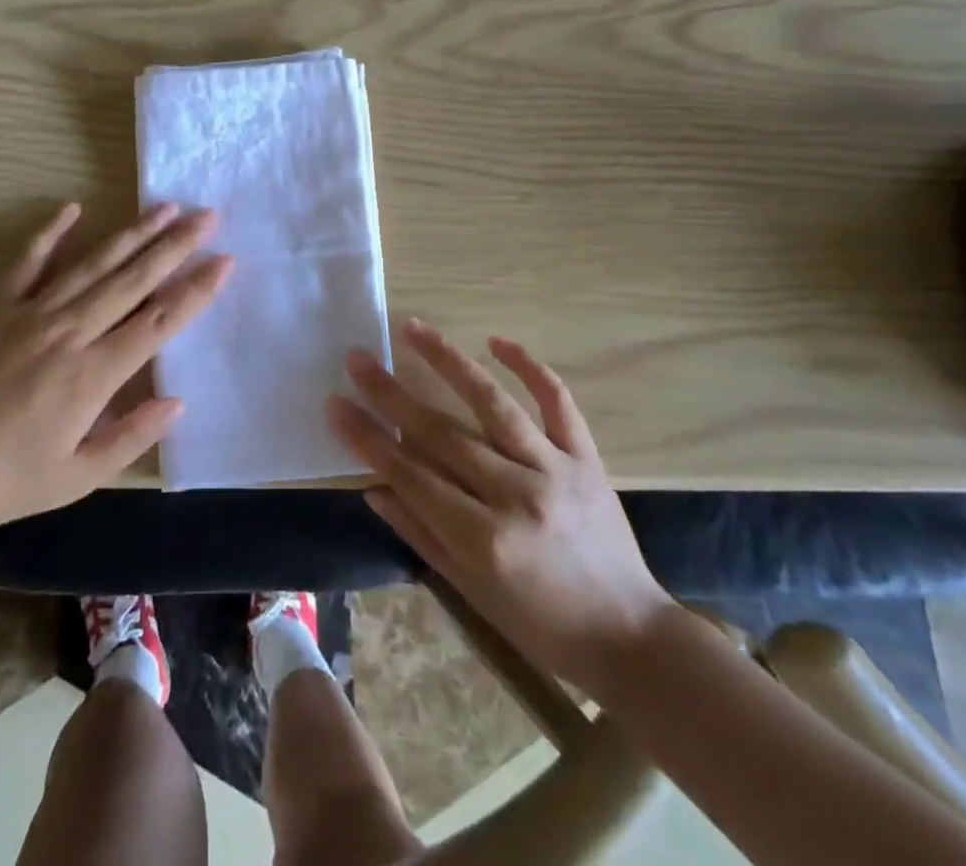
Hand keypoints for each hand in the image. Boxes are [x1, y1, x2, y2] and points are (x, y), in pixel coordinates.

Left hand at [0, 202, 229, 530]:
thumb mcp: (78, 477)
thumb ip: (131, 437)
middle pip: (133, 280)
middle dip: (175, 246)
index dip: (195, 290)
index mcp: (92, 374)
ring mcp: (31, 312)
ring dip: (133, 233)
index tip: (224, 262)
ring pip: (93, 263)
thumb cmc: (6, 479)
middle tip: (208, 217)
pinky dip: (52, 232)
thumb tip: (178, 400)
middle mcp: (69, 331)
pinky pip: (30, 261)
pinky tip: (74, 207)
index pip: (158, 321)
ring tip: (166, 207)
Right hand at [328, 320, 673, 692]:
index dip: (368, 437)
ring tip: (414, 327)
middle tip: (357, 358)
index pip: (409, 474)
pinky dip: (531, 367)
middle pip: (441, 433)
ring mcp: (555, 470)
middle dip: (391, 393)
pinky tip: (497, 340)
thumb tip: (373, 486)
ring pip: (492, 403)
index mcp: (483, 538)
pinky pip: (558, 402)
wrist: (630, 638)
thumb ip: (420, 534)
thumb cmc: (540, 625)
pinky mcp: (587, 458)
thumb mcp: (471, 592)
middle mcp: (516, 495)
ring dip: (448, 361)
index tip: (335, 403)